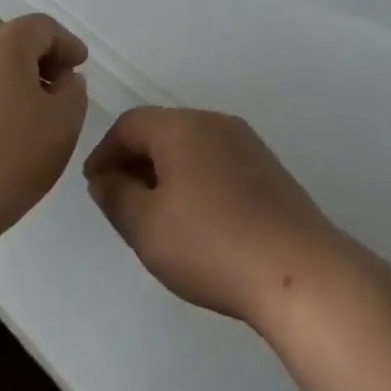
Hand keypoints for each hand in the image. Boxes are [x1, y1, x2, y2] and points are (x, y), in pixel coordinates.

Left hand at [0, 14, 88, 255]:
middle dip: (38, 62)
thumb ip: (74, 93)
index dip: (67, 44)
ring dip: (9, 85)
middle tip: (57, 89)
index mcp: (5, 45)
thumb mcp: (64, 124)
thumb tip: (64, 81)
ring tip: (26, 119)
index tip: (81, 66)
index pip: (43, 28)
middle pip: (10, 44)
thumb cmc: (8, 156)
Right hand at [84, 108, 350, 330]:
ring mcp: (246, 143)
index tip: (94, 187)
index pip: (130, 124)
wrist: (296, 267)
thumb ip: (117, 196)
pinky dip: (195, 180)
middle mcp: (215, 122)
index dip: (105, 152)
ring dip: (166, 171)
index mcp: (182, 126)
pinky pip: (217, 161)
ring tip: (155, 214)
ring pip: (192, 146)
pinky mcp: (267, 168)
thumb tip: (105, 177)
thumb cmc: (210, 243)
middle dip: (135, 161)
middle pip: (163, 130)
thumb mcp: (146, 226)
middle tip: (120, 202)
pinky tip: (196, 219)